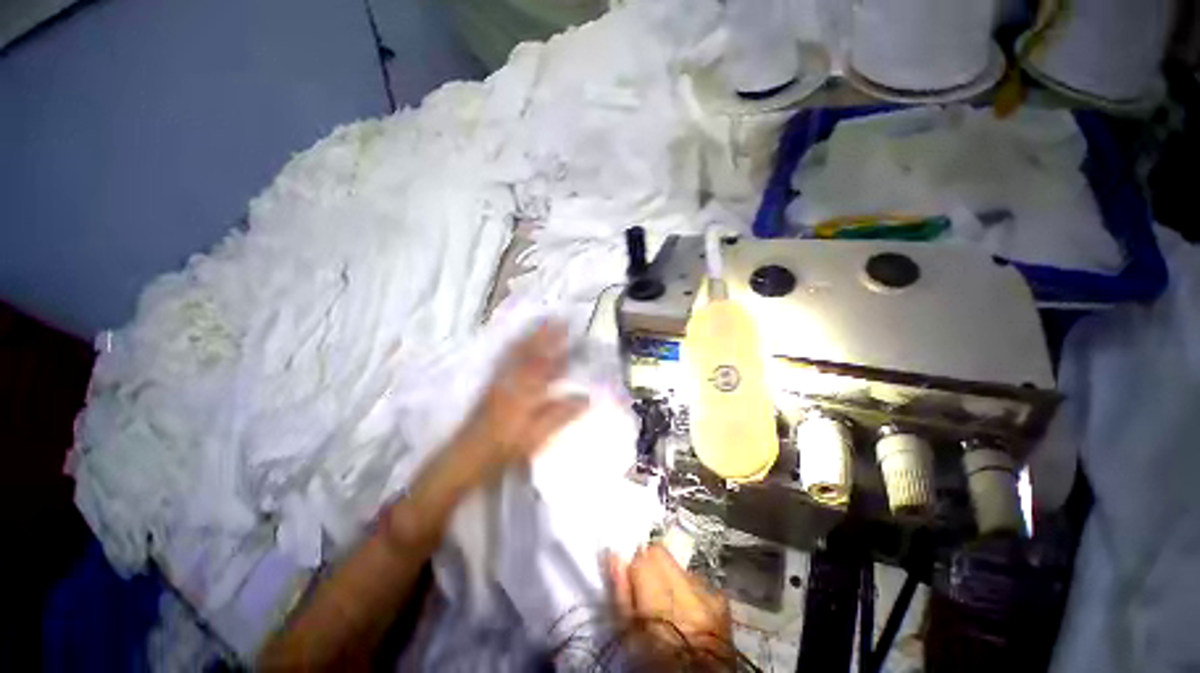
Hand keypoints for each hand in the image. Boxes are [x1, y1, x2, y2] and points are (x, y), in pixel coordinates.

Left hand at [453, 321, 588, 483]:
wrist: (468, 454)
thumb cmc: (505, 447)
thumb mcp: (537, 435)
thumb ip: (561, 415)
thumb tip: (586, 398)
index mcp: (525, 390)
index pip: (547, 363)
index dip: (560, 346)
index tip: (571, 332)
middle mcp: (512, 378)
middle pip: (531, 350)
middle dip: (545, 333)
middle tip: (558, 318)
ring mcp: (500, 378)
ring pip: (517, 351)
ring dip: (531, 335)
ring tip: (542, 322)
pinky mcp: (493, 382)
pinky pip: (506, 358)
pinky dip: (516, 345)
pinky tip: (519, 341)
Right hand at [607, 544, 732, 653]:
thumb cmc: (656, 664)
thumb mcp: (630, 637)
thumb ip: (621, 595)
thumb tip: (614, 556)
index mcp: (662, 601)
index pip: (642, 557)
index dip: (633, 567)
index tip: (630, 583)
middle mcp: (688, 589)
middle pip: (660, 552)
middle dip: (650, 566)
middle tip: (646, 592)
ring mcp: (708, 593)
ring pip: (677, 564)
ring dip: (669, 577)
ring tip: (668, 606)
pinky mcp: (721, 600)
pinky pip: (696, 580)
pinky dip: (688, 589)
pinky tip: (686, 612)